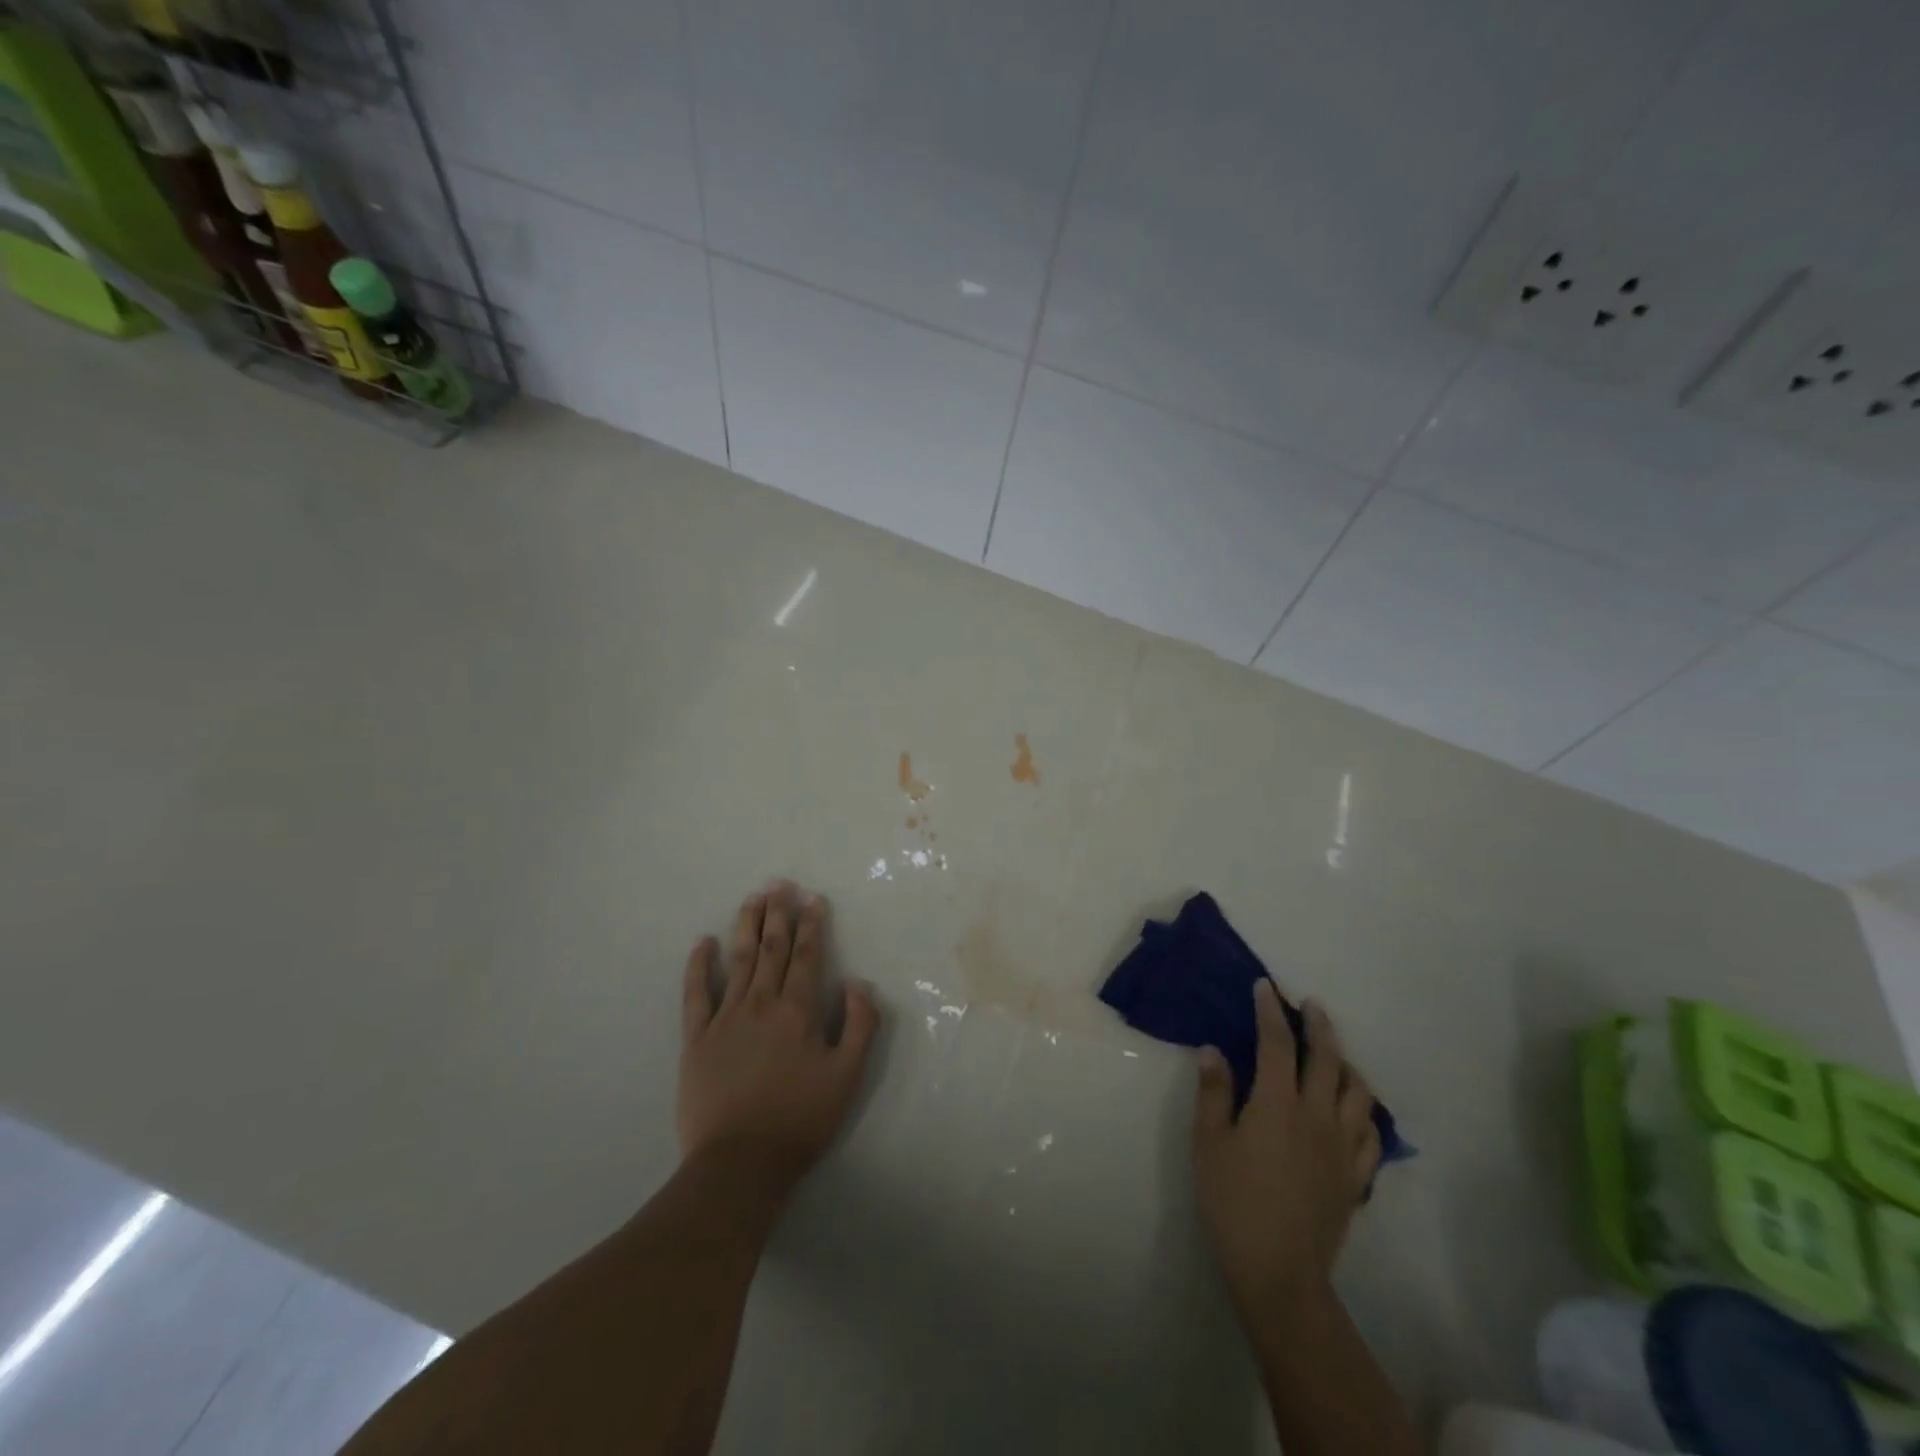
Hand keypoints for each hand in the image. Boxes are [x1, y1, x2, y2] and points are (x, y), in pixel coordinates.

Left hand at [678, 882, 879, 1198]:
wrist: (739, 1164)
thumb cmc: (800, 1119)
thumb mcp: (848, 1077)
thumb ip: (860, 1025)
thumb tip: (858, 983)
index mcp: (798, 1011)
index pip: (807, 956)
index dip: (812, 925)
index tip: (813, 899)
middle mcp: (761, 1004)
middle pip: (772, 949)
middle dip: (779, 914)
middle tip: (781, 884)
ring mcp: (725, 1018)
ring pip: (738, 960)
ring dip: (746, 926)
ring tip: (753, 898)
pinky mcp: (697, 1039)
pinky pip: (696, 994)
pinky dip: (698, 966)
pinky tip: (703, 943)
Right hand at [1193, 983, 1379, 1316]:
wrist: (1278, 1270)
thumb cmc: (1233, 1201)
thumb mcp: (1208, 1142)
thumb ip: (1213, 1092)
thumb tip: (1212, 1049)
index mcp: (1278, 1104)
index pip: (1277, 1043)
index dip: (1270, 1011)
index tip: (1265, 987)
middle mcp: (1317, 1116)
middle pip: (1327, 1059)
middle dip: (1319, 1026)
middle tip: (1310, 1006)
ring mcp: (1343, 1147)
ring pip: (1359, 1093)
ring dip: (1347, 1065)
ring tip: (1334, 1056)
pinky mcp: (1356, 1177)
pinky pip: (1371, 1133)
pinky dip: (1365, 1111)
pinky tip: (1354, 1110)